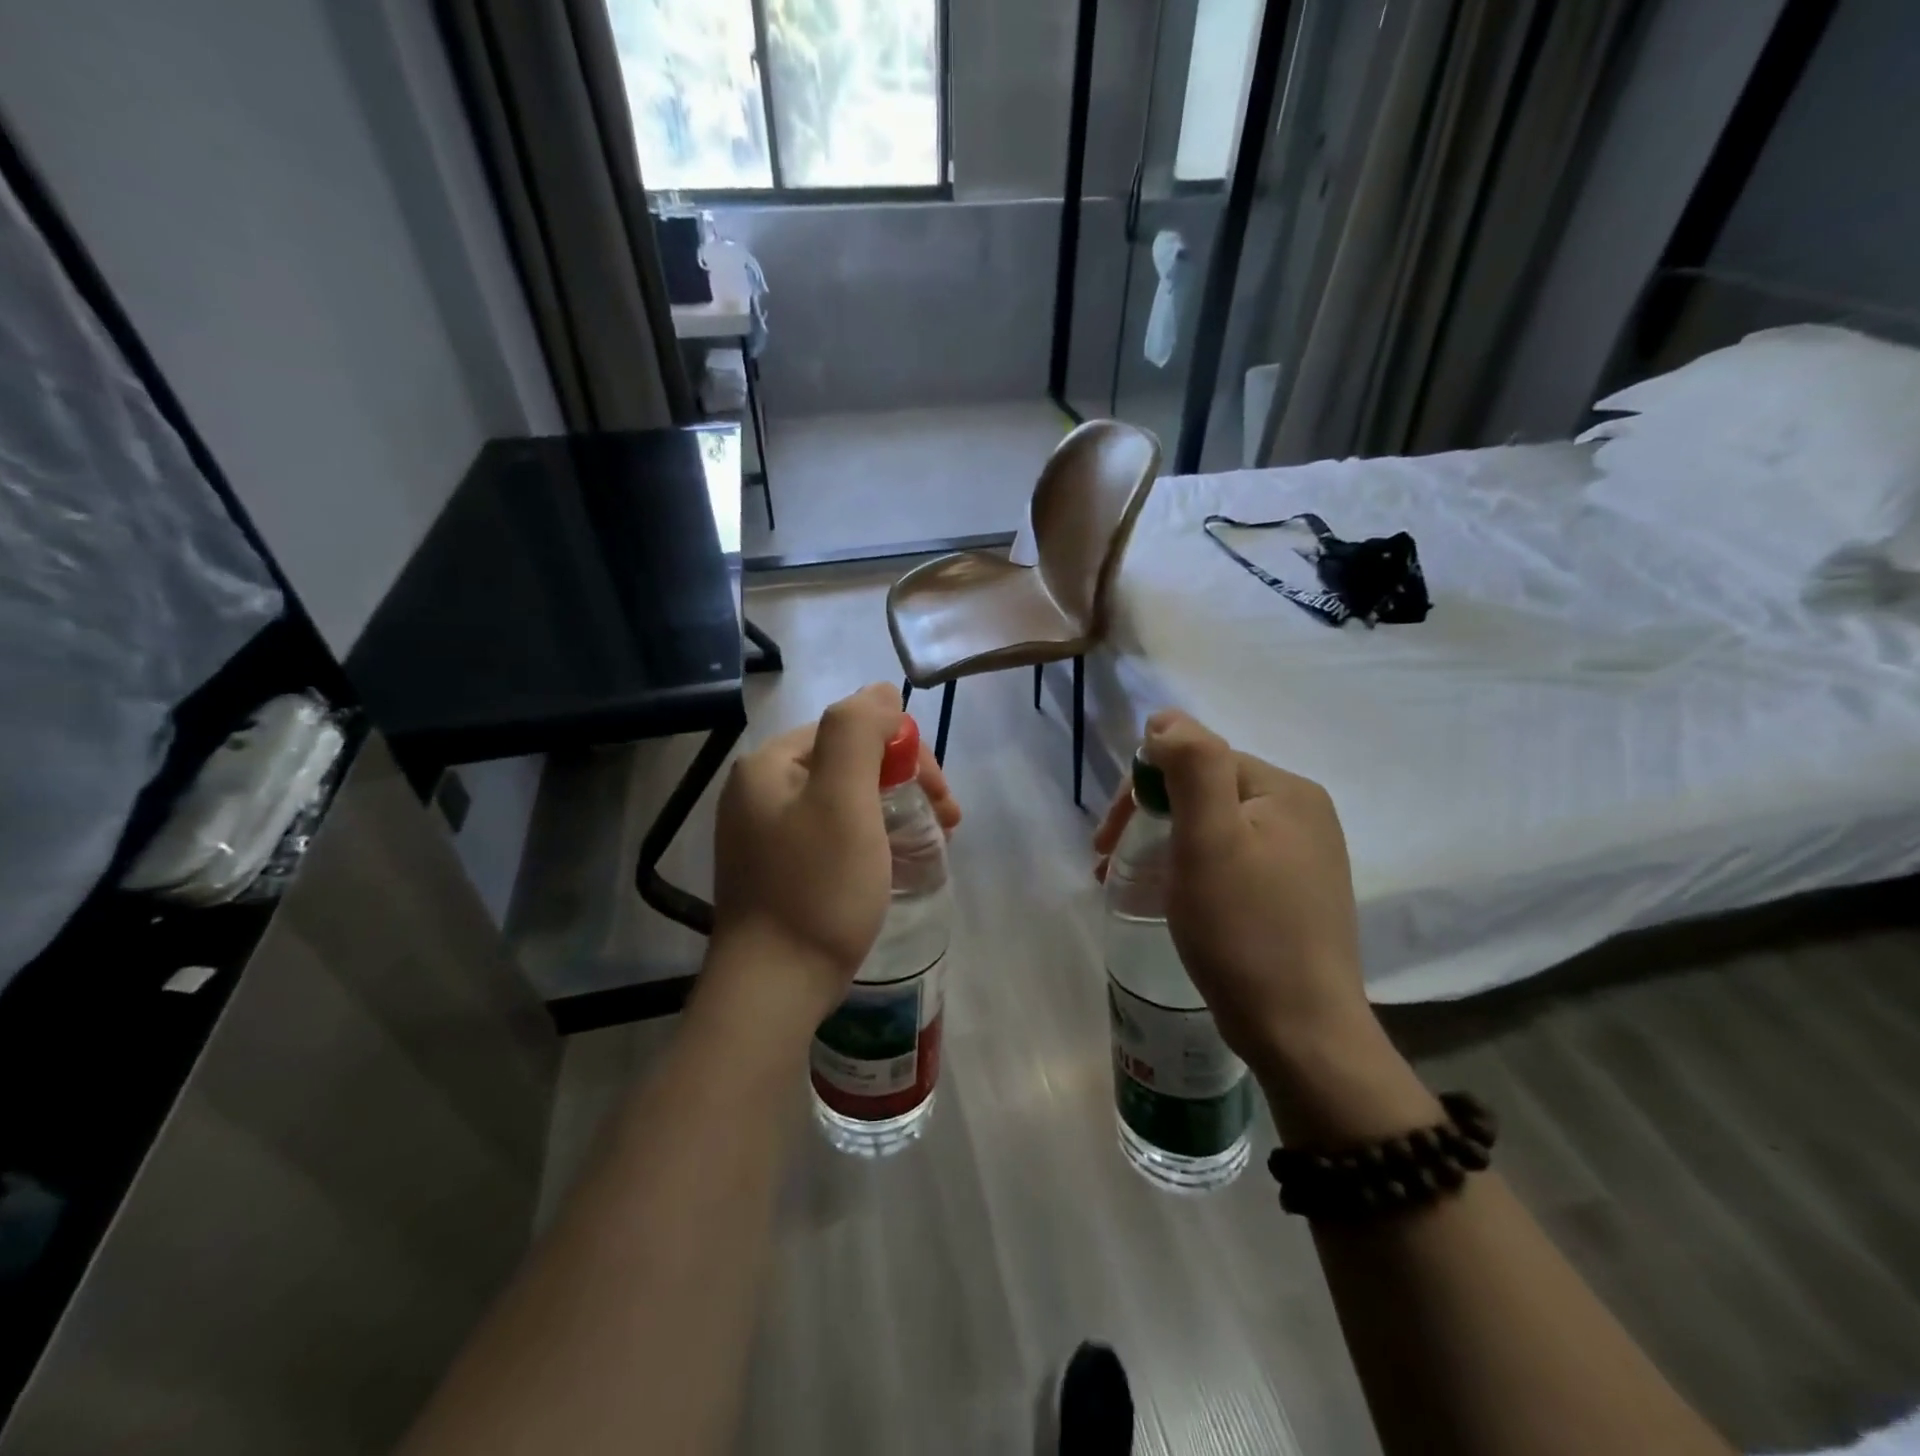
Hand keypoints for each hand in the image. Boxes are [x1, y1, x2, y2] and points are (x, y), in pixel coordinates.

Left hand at [710, 684, 959, 1028]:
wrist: (772, 989)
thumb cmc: (816, 888)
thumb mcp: (843, 798)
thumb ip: (859, 730)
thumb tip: (881, 690)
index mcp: (770, 765)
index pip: (853, 731)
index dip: (907, 755)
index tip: (942, 799)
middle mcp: (759, 791)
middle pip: (848, 764)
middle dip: (904, 784)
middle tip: (947, 823)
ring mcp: (763, 834)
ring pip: (844, 801)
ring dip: (893, 811)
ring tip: (930, 845)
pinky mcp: (776, 870)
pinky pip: (832, 834)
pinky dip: (869, 838)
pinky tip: (891, 863)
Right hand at [1094, 710, 1372, 1077]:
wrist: (1301, 1033)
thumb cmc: (1245, 930)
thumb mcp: (1210, 839)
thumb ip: (1192, 765)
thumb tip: (1165, 718)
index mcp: (1287, 791)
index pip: (1198, 762)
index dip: (1143, 792)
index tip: (1106, 840)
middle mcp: (1303, 813)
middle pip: (1207, 793)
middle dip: (1151, 820)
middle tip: (1110, 865)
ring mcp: (1304, 856)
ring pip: (1216, 829)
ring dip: (1167, 847)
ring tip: (1134, 886)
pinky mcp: (1296, 894)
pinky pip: (1234, 861)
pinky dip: (1195, 870)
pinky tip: (1180, 901)